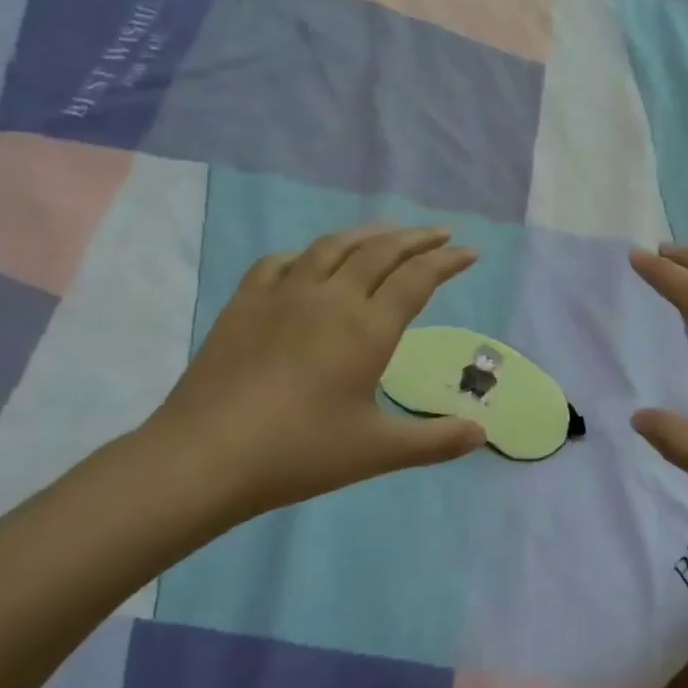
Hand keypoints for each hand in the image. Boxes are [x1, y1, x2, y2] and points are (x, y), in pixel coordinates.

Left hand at [141, 224, 486, 532]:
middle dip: (416, 238)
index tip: (470, 252)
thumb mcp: (377, 452)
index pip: (417, 279)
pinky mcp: (245, 303)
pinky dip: (306, 254)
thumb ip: (434, 441)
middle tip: (440, 232)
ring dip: (367, 234)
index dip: (448, 261)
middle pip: (380, 251)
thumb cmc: (300, 453)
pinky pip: (281, 263)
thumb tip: (481, 434)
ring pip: (333, 246)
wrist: (207, 455)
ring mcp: (283, 294)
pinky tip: (309, 261)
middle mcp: (330, 298)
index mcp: (367, 328)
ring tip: (386, 233)